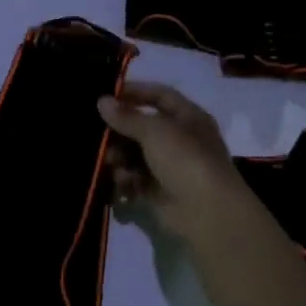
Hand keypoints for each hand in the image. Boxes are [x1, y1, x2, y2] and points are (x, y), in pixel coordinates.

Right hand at [98, 81, 254, 243]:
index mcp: (188, 118)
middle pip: (141, 128)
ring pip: (134, 155)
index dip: (135, 92)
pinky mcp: (158, 192)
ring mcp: (169, 167)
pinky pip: (133, 180)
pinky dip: (124, 181)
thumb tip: (102, 100)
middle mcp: (179, 140)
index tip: (107, 94)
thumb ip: (126, 116)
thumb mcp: (155, 131)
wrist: (207, 213)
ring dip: (118, 158)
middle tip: (98, 137)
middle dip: (119, 132)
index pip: (160, 95)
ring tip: (111, 164)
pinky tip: (120, 184)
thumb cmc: (185, 160)